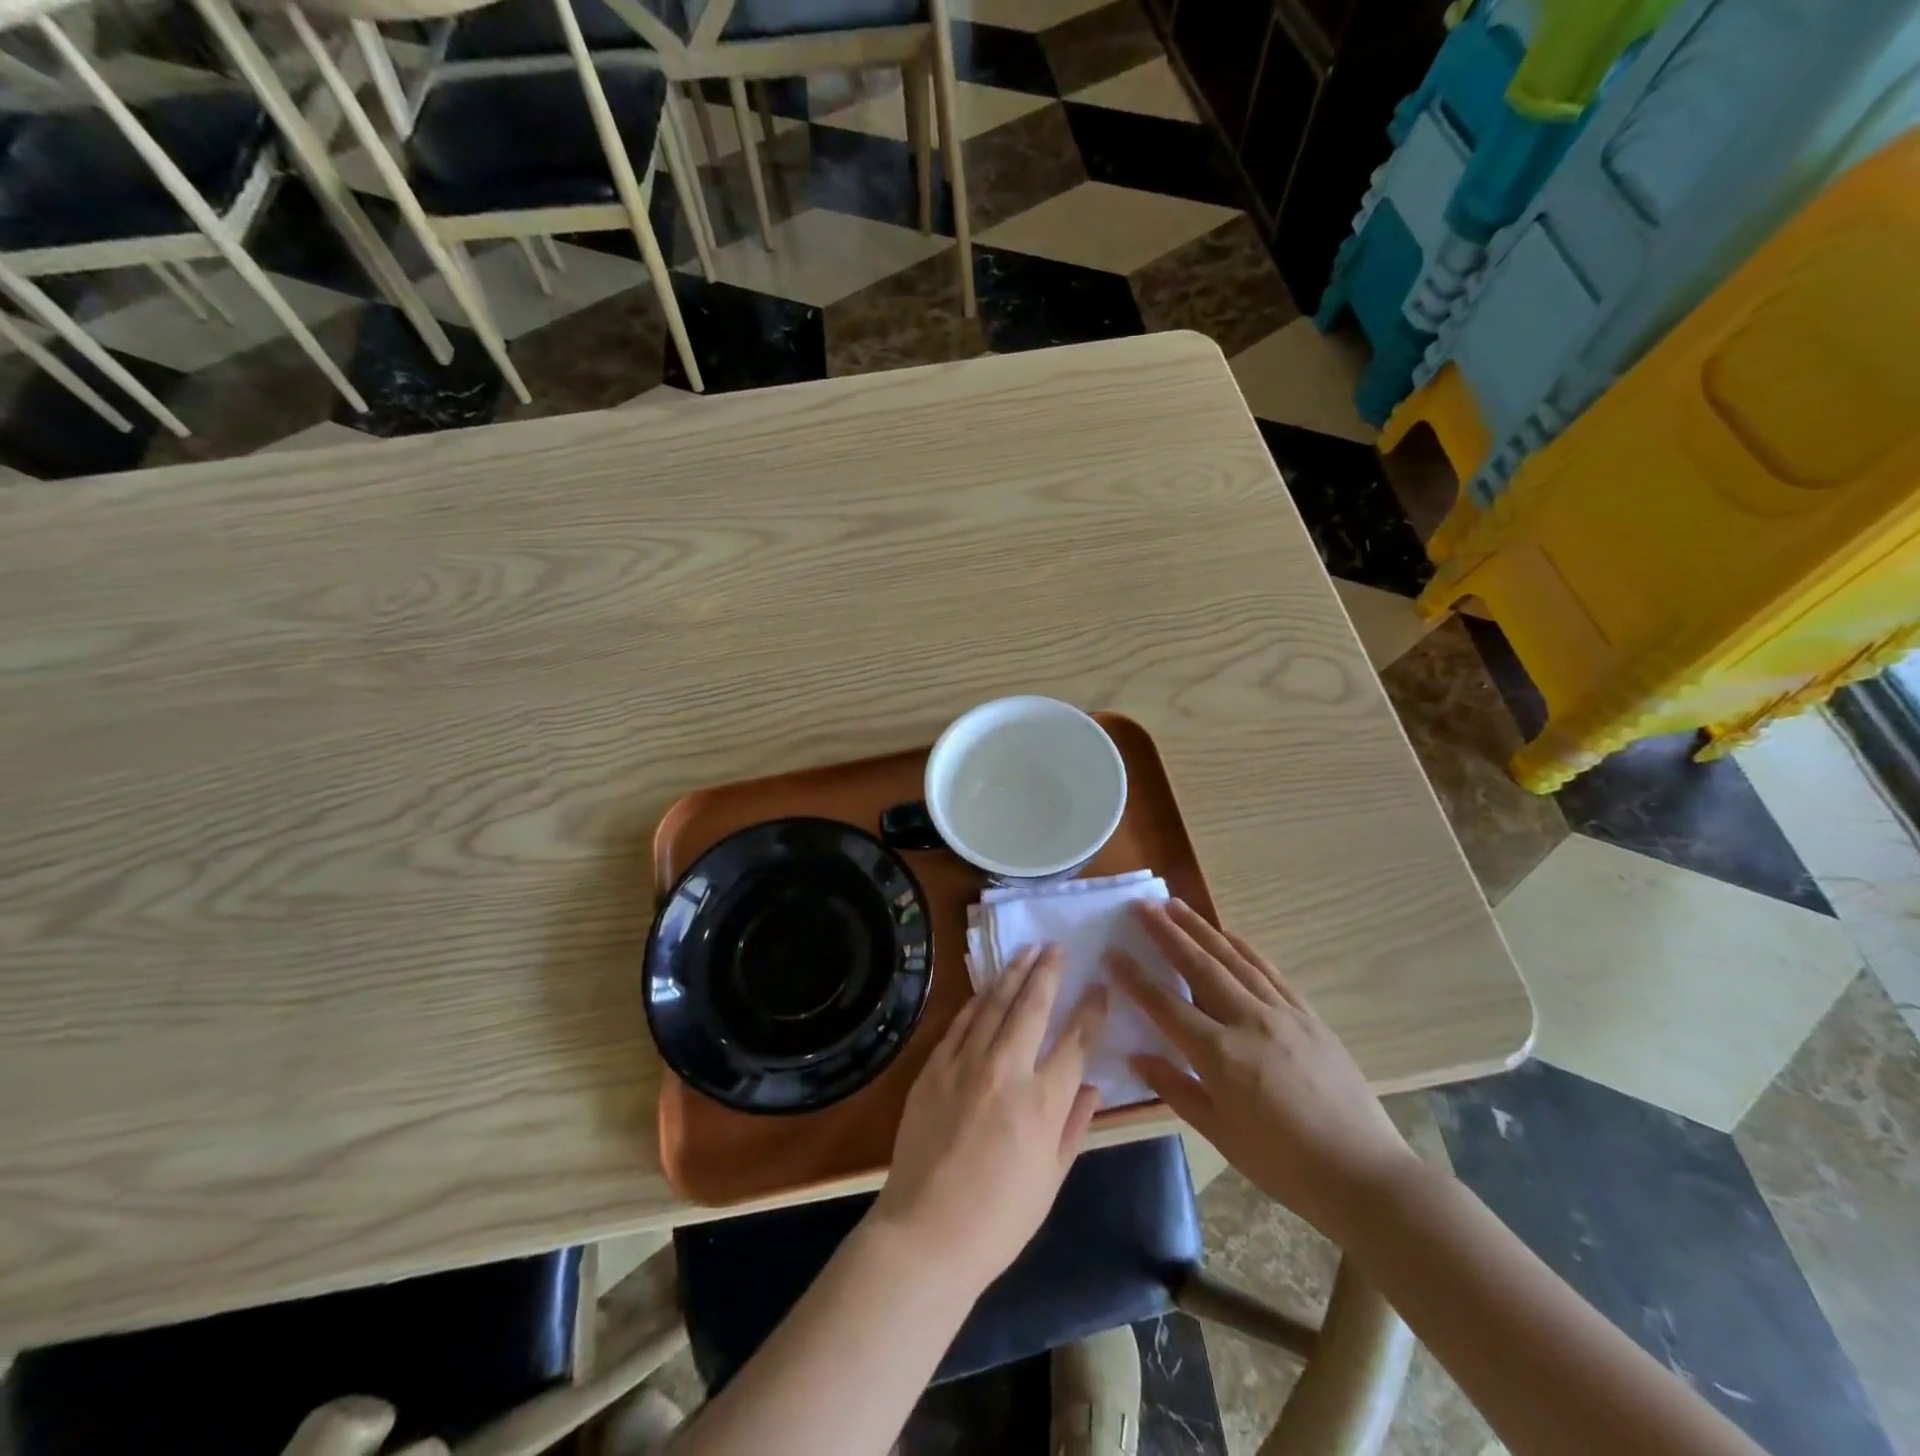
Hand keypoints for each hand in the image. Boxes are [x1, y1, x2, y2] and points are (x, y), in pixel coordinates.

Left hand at [872, 944, 1107, 1291]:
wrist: (926, 1232)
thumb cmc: (1000, 1219)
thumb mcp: (1052, 1179)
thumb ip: (1074, 1126)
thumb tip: (1092, 1086)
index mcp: (1042, 1102)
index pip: (1076, 1041)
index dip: (1091, 1009)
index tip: (1100, 986)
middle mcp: (1006, 1070)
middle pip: (1033, 1006)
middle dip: (1049, 972)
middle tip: (1058, 948)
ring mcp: (965, 1064)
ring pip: (994, 1003)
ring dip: (1013, 973)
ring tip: (1027, 951)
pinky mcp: (934, 1067)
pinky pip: (960, 1022)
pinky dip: (978, 1000)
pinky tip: (988, 987)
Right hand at [1110, 900, 1417, 1239]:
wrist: (1363, 1174)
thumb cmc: (1283, 1163)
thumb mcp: (1220, 1134)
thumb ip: (1176, 1089)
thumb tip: (1138, 1056)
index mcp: (1219, 1055)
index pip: (1165, 1005)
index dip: (1135, 978)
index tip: (1113, 952)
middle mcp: (1247, 1021)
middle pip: (1198, 966)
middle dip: (1166, 933)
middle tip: (1142, 905)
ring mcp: (1282, 1013)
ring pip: (1233, 959)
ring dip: (1201, 929)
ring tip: (1176, 906)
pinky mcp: (1308, 1015)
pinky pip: (1270, 972)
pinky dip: (1246, 948)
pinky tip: (1230, 934)